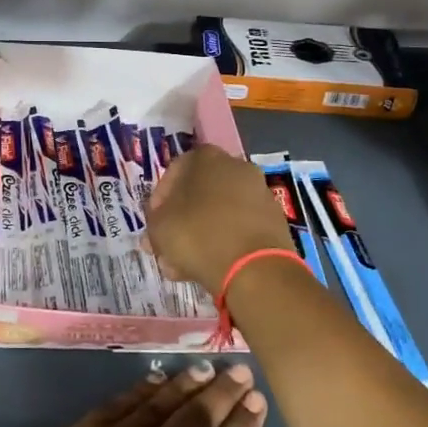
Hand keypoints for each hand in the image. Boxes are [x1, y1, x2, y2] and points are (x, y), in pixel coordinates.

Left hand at [0, 364, 271, 426]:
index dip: (242, 426)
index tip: (257, 401)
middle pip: (196, 419)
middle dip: (222, 392)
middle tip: (239, 371)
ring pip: (160, 403)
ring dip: (185, 384)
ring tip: (204, 369)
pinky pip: (121, 403)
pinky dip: (142, 388)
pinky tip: (155, 379)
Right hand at [145, 144, 294, 296]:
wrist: (255, 269)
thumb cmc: (198, 235)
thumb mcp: (159, 227)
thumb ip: (154, 222)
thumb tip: (158, 228)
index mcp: (205, 157)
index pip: (173, 172)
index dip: (158, 200)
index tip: (153, 224)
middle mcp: (236, 167)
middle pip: (198, 194)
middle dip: (180, 221)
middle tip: (167, 246)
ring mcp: (259, 193)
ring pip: (218, 213)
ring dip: (199, 235)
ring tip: (183, 265)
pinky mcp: (274, 220)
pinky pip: (239, 228)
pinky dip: (223, 243)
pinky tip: (209, 267)